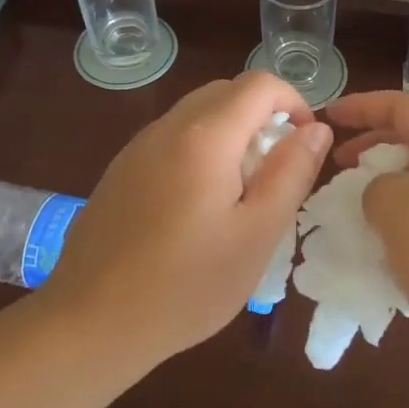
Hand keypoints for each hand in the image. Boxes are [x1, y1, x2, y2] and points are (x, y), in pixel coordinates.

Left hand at [45, 73, 331, 363]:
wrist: (91, 324)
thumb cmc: (187, 285)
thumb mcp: (257, 234)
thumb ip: (291, 173)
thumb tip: (317, 128)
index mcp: (205, 135)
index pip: (260, 84)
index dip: (294, 102)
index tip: (304, 146)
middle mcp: (168, 127)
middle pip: (227, 92)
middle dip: (263, 117)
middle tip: (275, 171)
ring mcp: (138, 147)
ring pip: (197, 114)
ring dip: (231, 133)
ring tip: (239, 193)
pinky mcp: (120, 170)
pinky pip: (172, 138)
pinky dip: (200, 149)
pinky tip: (196, 207)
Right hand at [327, 91, 408, 391]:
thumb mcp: (404, 217)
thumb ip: (378, 191)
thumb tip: (382, 194)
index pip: (404, 108)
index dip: (363, 106)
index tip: (329, 119)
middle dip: (372, 153)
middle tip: (339, 174)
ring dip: (388, 200)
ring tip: (358, 224)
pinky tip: (392, 266)